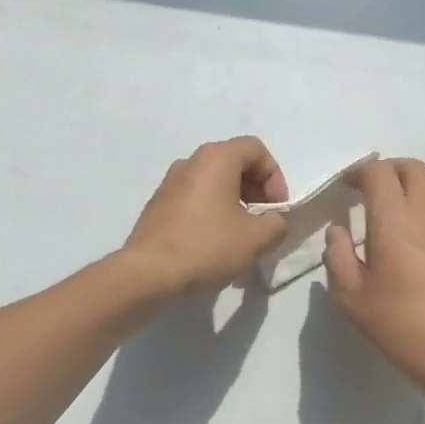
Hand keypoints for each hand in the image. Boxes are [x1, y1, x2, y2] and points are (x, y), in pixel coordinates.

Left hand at [122, 137, 290, 296]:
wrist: (148, 273)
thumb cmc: (207, 246)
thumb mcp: (256, 238)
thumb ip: (276, 224)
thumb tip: (274, 221)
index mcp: (216, 158)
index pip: (256, 150)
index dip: (275, 177)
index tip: (276, 209)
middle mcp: (190, 162)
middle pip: (234, 163)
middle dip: (256, 190)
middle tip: (263, 222)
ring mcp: (169, 183)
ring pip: (213, 182)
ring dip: (234, 203)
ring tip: (241, 236)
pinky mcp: (158, 205)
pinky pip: (194, 199)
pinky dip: (212, 212)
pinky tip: (214, 243)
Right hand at [326, 158, 424, 400]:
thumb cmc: (398, 324)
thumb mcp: (350, 296)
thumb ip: (337, 256)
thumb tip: (338, 231)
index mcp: (395, 221)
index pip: (379, 173)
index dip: (359, 172)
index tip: (345, 187)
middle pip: (412, 168)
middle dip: (387, 169)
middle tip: (367, 190)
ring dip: (407, 187)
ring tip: (387, 211)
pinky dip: (421, 208)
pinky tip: (408, 238)